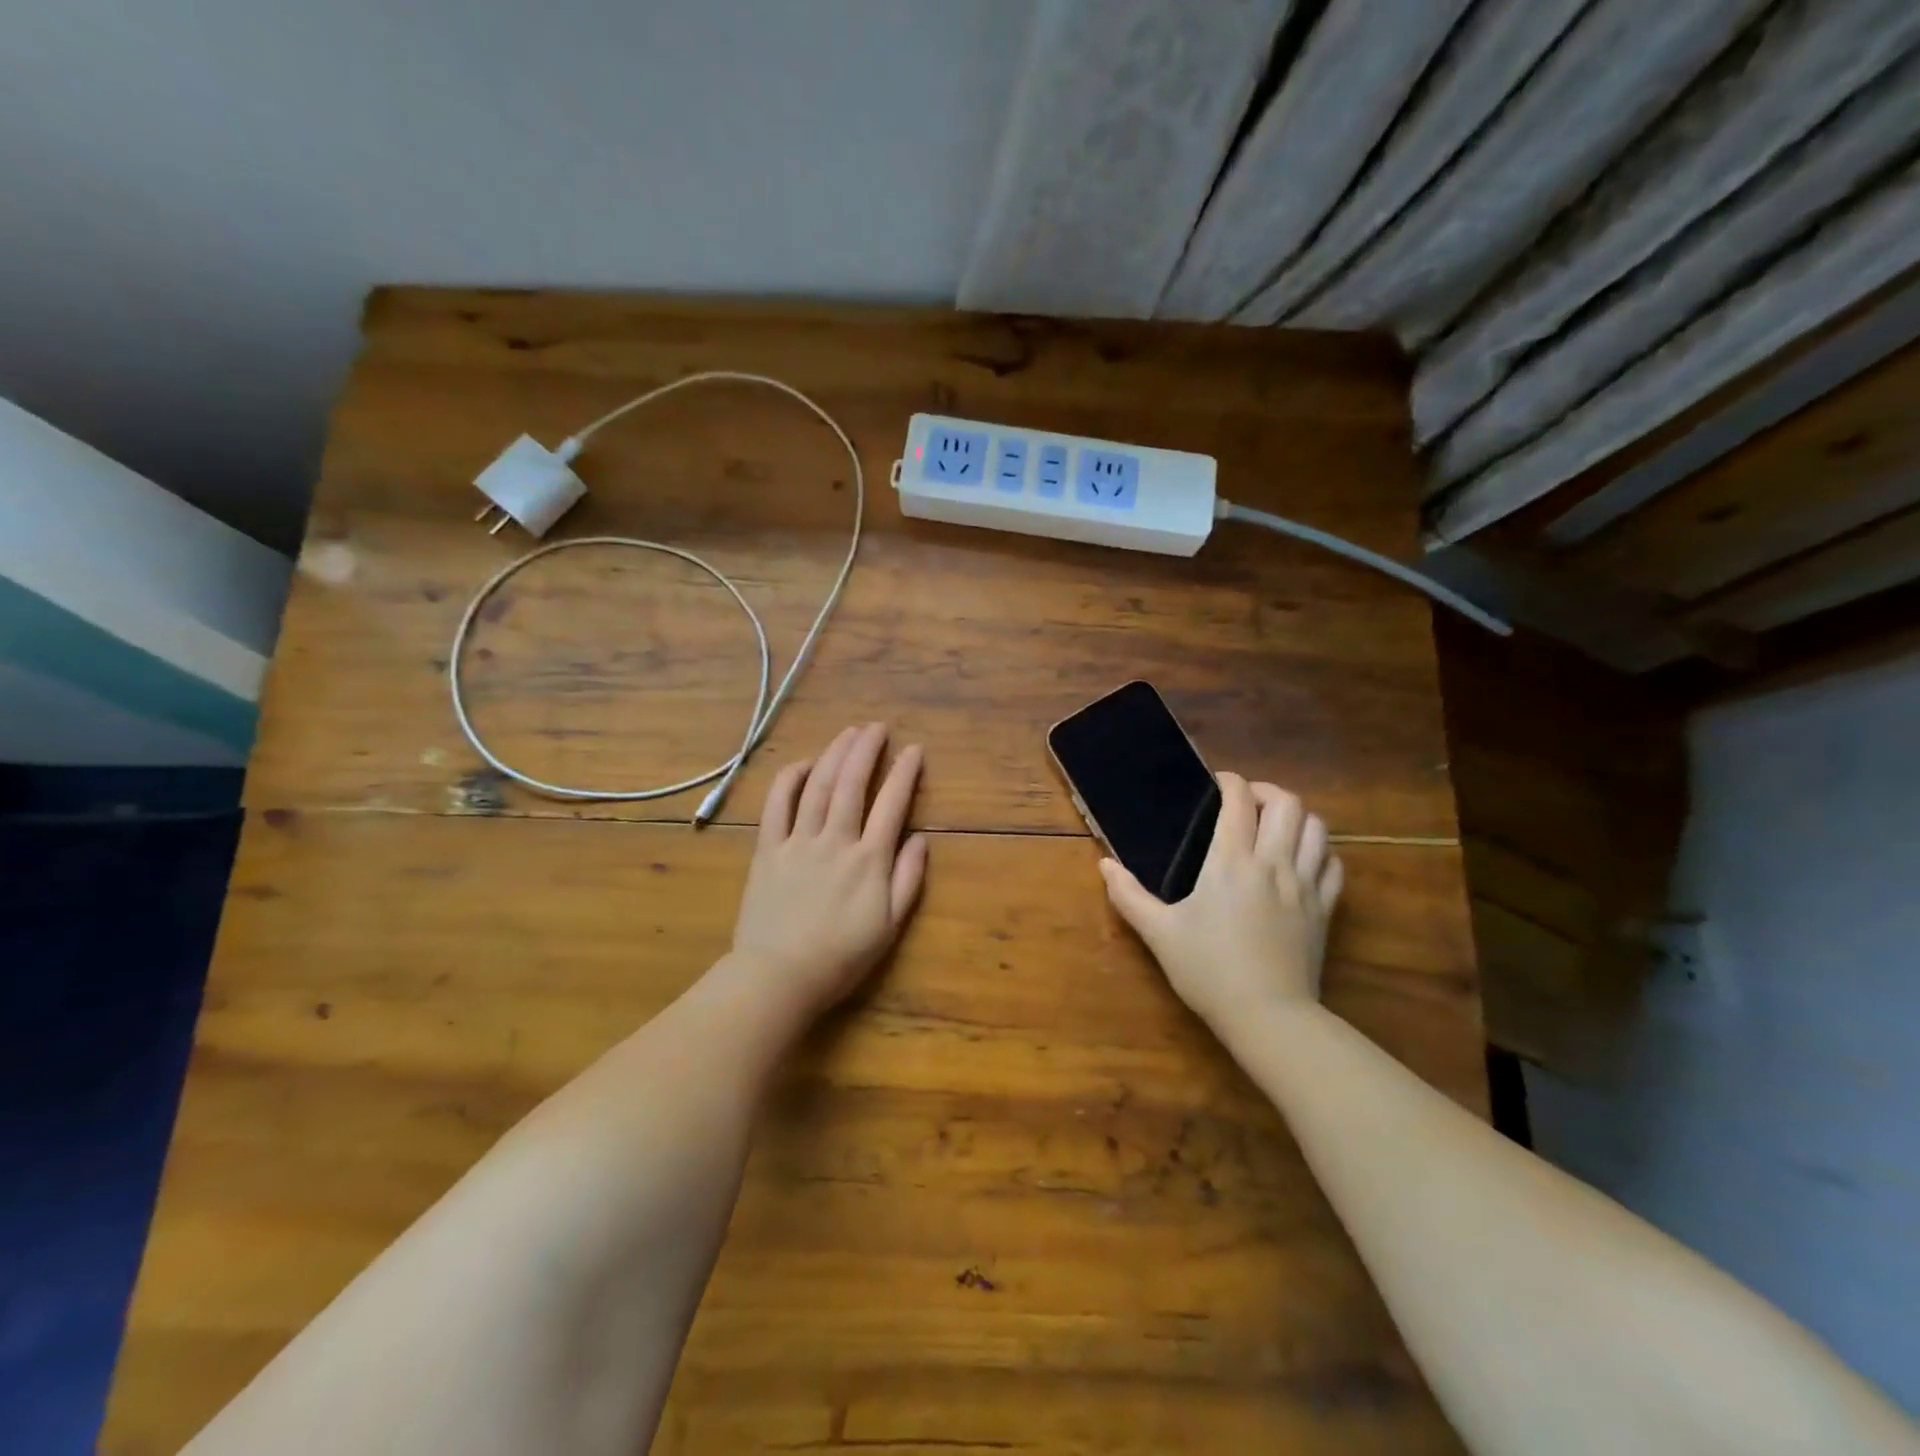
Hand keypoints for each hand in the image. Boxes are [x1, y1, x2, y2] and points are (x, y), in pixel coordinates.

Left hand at [726, 723, 927, 1021]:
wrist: (779, 977)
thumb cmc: (840, 958)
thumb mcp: (888, 927)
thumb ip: (907, 880)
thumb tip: (921, 840)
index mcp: (868, 860)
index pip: (892, 805)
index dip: (904, 773)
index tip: (914, 750)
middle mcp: (835, 841)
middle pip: (852, 784)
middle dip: (867, 750)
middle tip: (877, 727)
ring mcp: (798, 842)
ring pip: (818, 786)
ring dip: (834, 754)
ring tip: (848, 733)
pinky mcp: (768, 849)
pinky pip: (777, 805)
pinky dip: (790, 779)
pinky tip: (803, 763)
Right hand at [1100, 772, 1342, 1030]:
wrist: (1267, 1016)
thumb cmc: (1208, 971)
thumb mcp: (1159, 933)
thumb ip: (1128, 895)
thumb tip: (1104, 865)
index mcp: (1230, 862)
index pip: (1239, 801)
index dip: (1230, 782)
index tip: (1217, 783)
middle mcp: (1272, 863)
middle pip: (1287, 803)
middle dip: (1267, 792)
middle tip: (1247, 803)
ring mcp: (1304, 886)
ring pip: (1317, 828)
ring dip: (1297, 817)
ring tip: (1276, 826)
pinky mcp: (1324, 910)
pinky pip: (1333, 865)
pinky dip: (1320, 851)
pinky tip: (1303, 860)